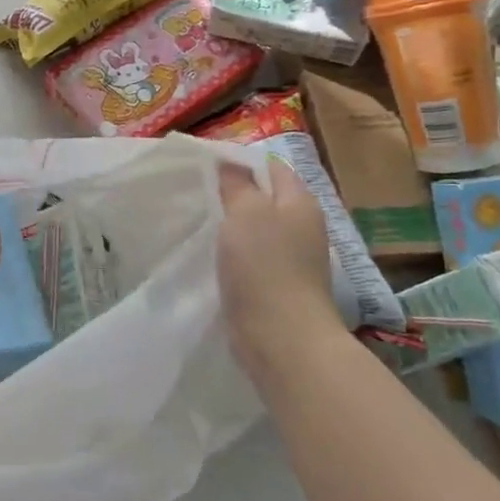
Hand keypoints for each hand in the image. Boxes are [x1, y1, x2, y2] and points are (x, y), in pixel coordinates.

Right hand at [217, 160, 342, 385]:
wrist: (283, 339)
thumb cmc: (265, 266)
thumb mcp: (246, 212)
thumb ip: (237, 183)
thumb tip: (230, 162)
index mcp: (300, 201)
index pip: (271, 166)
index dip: (241, 161)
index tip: (206, 166)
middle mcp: (302, 226)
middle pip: (264, 198)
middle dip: (233, 194)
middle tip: (197, 192)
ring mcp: (293, 258)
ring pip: (256, 229)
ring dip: (232, 226)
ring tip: (199, 221)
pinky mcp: (278, 286)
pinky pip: (253, 258)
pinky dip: (234, 254)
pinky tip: (211, 257)